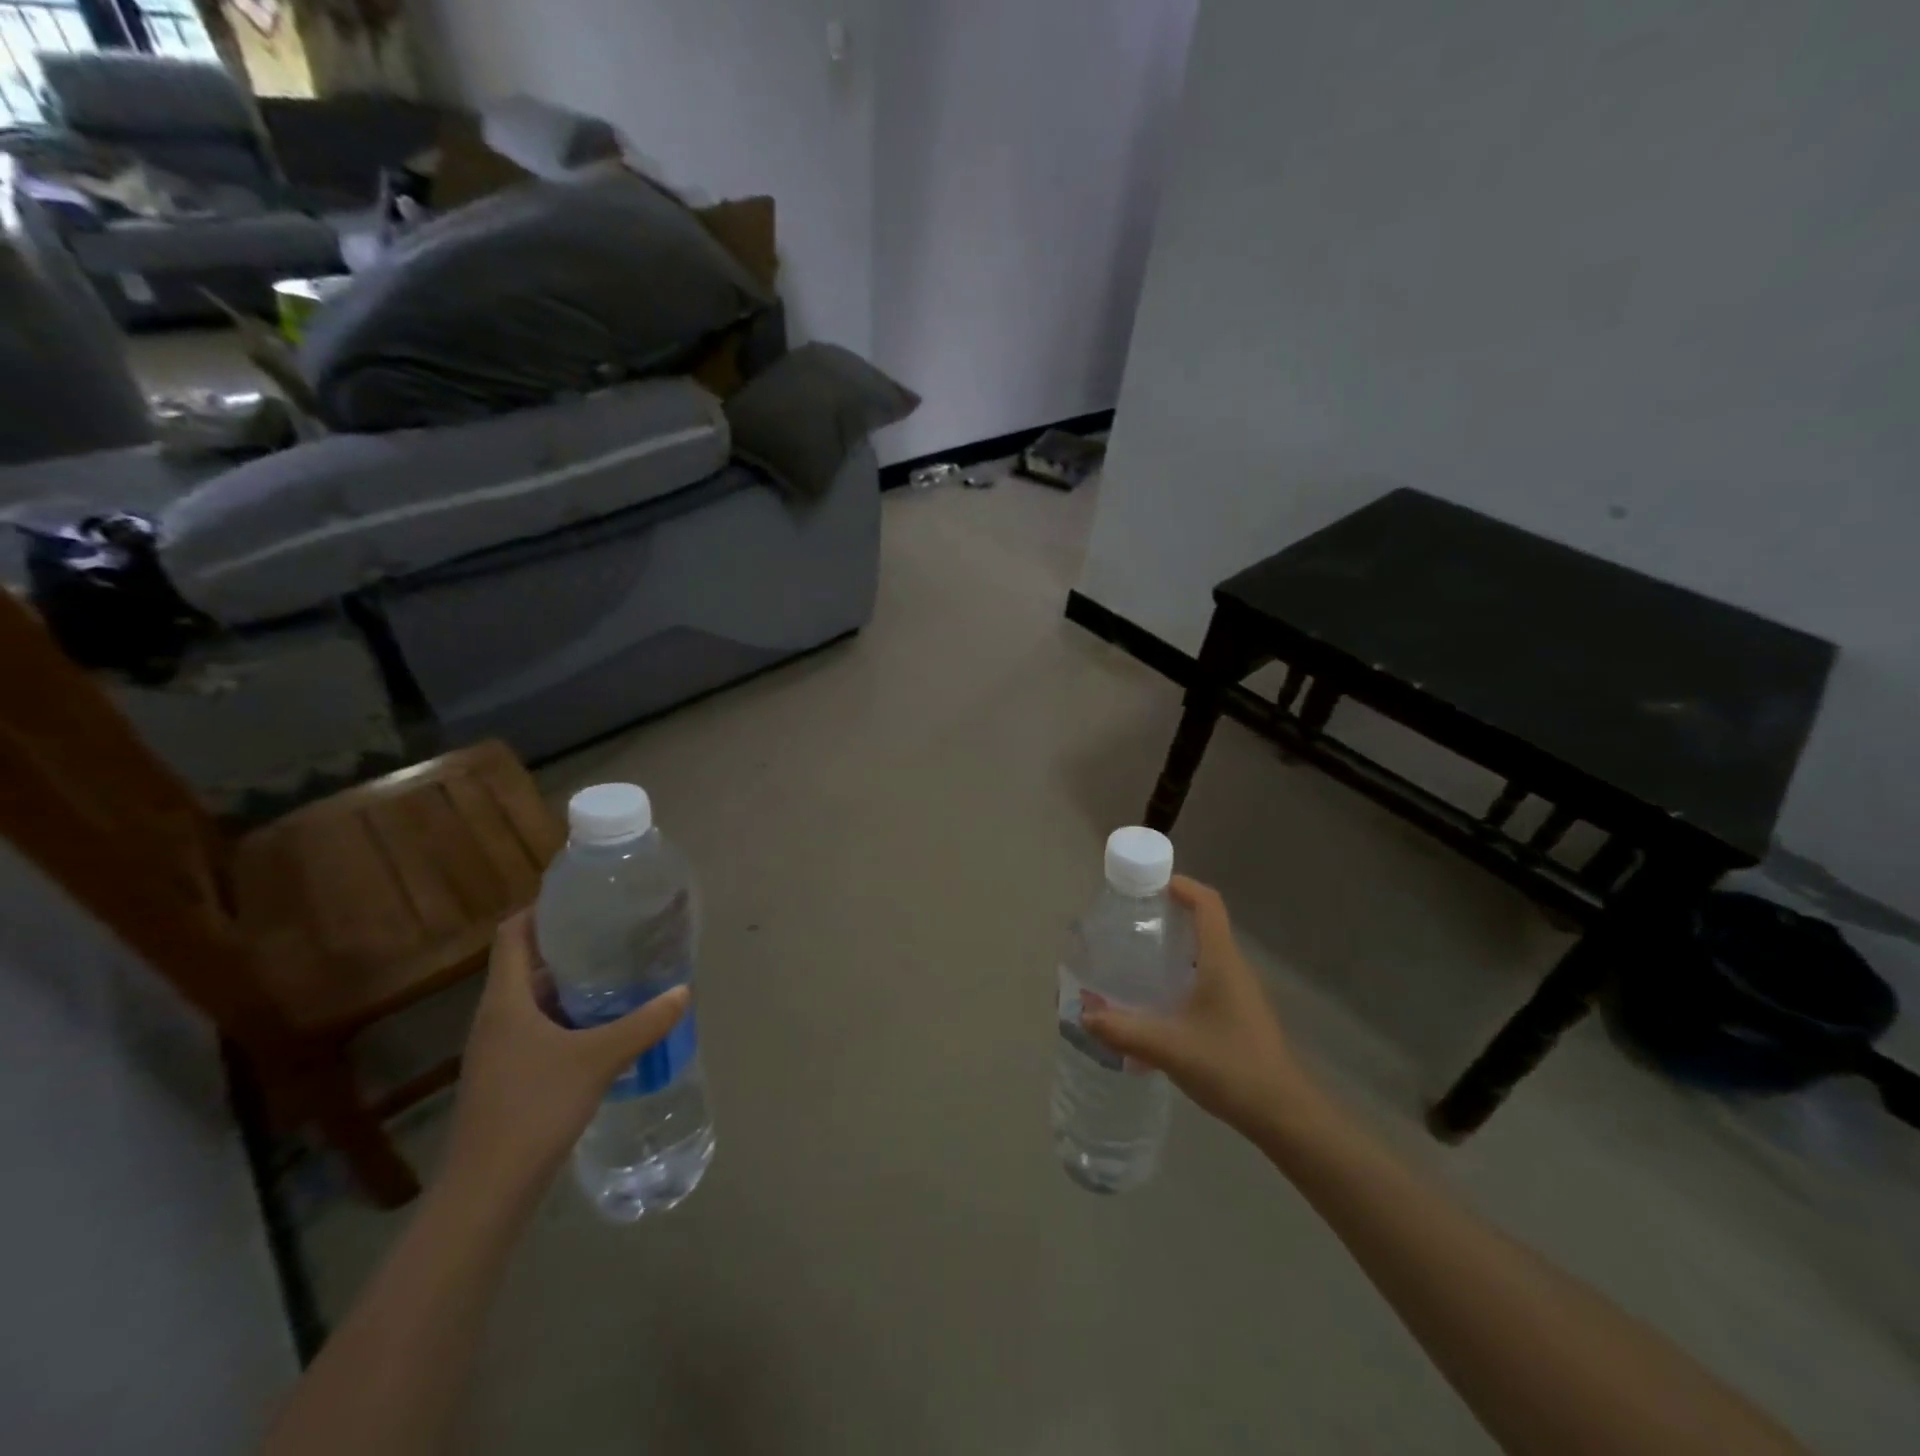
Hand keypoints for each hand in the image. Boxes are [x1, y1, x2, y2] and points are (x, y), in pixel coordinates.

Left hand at [442, 911, 691, 1195]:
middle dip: (570, 947)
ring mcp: (499, 1050)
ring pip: (536, 1000)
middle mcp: (496, 1017)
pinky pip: (540, 1029)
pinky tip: (605, 1027)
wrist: (487, 1191)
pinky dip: (570, 1018)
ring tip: (619, 974)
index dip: (541, 909)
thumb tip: (683, 991)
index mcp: (506, 1000)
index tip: (582, 898)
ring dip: (572, 985)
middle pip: (528, 965)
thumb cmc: (534, 1108)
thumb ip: (644, 1023)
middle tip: (616, 933)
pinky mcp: (508, 1076)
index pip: (512, 934)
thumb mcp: (599, 1059)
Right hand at [1084, 876, 1324, 1145]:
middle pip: (1204, 923)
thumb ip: (1123, 1029)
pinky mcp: (1239, 1013)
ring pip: (1205, 952)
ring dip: (1174, 946)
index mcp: (1221, 960)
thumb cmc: (1230, 1067)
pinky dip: (1182, 973)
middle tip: (1130, 921)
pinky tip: (1158, 1001)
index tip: (1148, 885)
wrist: (1283, 1114)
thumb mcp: (1169, 1047)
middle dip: (1168, 914)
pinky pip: (1207, 977)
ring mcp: (1240, 991)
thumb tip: (1083, 1015)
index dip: (1181, 885)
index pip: (1207, 903)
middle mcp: (1233, 967)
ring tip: (1136, 956)